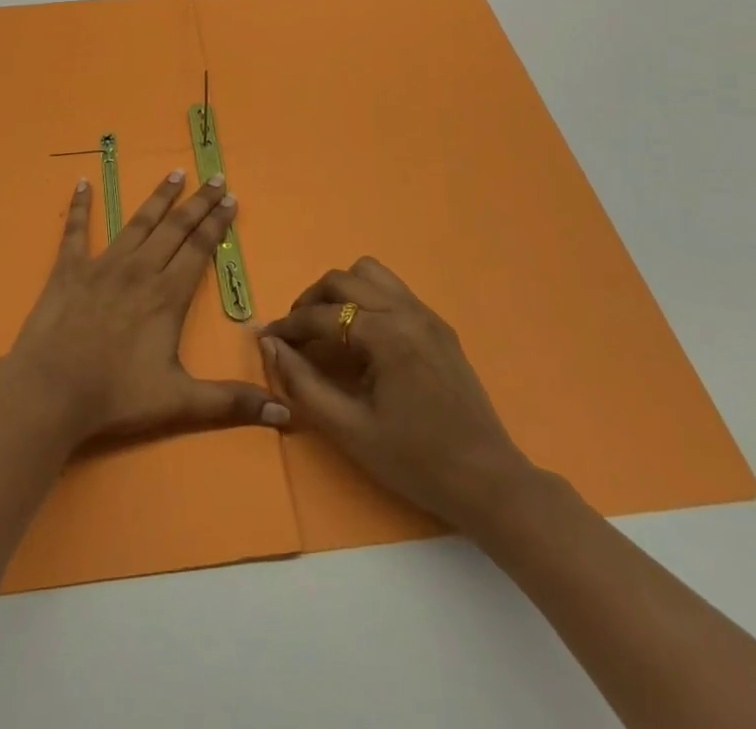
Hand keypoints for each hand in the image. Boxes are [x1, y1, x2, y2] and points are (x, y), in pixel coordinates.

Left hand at [5, 172, 287, 447]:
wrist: (51, 391)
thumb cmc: (116, 396)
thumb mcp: (180, 402)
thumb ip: (231, 402)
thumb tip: (284, 414)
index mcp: (167, 295)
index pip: (199, 248)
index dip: (216, 222)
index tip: (231, 198)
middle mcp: (139, 269)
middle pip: (175, 227)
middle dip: (198, 202)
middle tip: (214, 177)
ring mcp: (102, 265)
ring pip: (137, 222)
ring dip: (158, 197)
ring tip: (175, 173)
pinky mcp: (69, 269)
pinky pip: (75, 230)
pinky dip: (80, 205)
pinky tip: (83, 182)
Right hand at [260, 257, 537, 529]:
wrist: (488, 481)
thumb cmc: (416, 461)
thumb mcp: (350, 430)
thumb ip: (304, 383)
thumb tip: (270, 345)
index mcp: (387, 334)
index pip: (322, 315)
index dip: (289, 326)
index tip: (267, 338)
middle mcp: (406, 311)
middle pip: (343, 279)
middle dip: (311, 301)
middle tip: (296, 334)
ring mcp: (426, 314)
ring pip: (370, 273)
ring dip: (341, 291)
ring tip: (328, 326)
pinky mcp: (439, 326)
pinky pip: (392, 290)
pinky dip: (366, 299)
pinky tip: (361, 336)